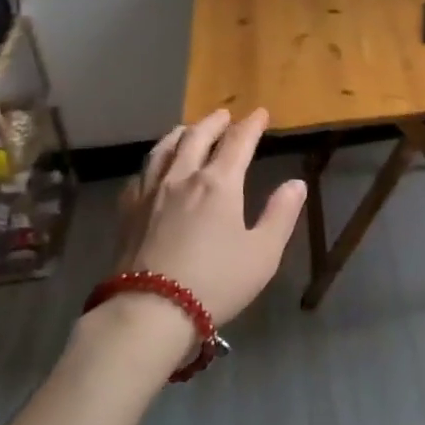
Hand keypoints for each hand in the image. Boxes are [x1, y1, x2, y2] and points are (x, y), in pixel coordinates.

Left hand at [79, 109, 306, 375]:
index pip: (238, 142)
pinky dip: (153, 164)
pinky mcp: (127, 212)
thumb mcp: (262, 253)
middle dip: (213, 123)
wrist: (150, 310)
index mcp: (219, 184)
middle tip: (224, 115)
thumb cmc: (216, 282)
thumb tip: (296, 183)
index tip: (259, 113)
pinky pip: (140, 176)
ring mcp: (150, 193)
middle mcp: (183, 178)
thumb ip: (280, 214)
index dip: (250, 125)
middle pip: (196, 137)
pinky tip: (153, 170)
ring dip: (180, 134)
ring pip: (163, 150)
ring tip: (186, 129)